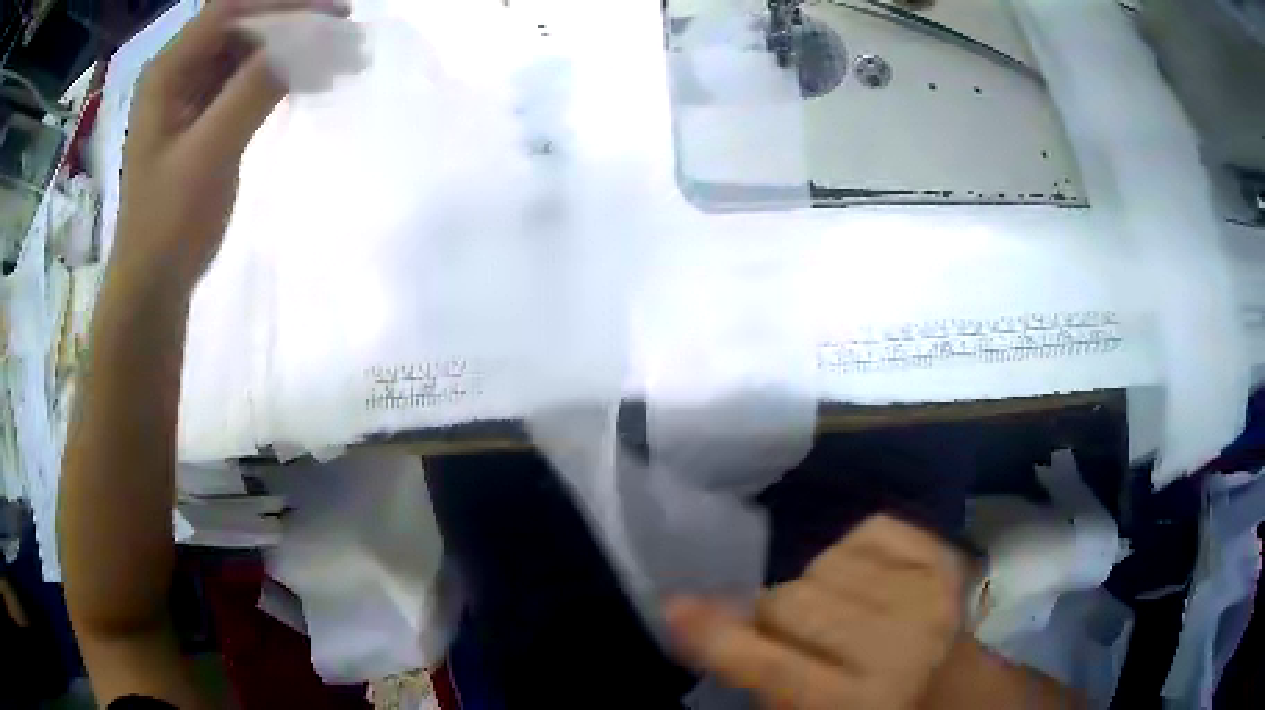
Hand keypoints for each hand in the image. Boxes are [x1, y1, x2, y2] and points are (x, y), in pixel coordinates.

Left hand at [112, 0, 347, 294]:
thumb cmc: (168, 224)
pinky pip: (245, 77)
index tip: (331, 13)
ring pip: (247, 48)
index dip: (280, 4)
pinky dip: (278, 72)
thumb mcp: (209, 154)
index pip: (229, 10)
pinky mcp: (205, 115)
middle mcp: (178, 71)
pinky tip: (309, 78)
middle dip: (291, 21)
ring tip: (337, 55)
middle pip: (240, 22)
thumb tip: (309, 38)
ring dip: (289, 45)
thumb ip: (253, 90)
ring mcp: (191, 93)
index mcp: (168, 71)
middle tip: (341, 29)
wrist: (154, 282)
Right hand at [667, 516, 965, 709]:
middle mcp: (898, 644)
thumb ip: (761, 678)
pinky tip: (868, 583)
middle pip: (791, 600)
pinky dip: (855, 553)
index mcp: (858, 701)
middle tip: (785, 635)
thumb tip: (708, 624)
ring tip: (836, 614)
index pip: (770, 664)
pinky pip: (870, 530)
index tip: (674, 609)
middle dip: (770, 616)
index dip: (715, 636)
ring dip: (814, 588)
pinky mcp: (945, 558)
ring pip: (824, 563)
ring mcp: (928, 594)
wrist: (955, 692)